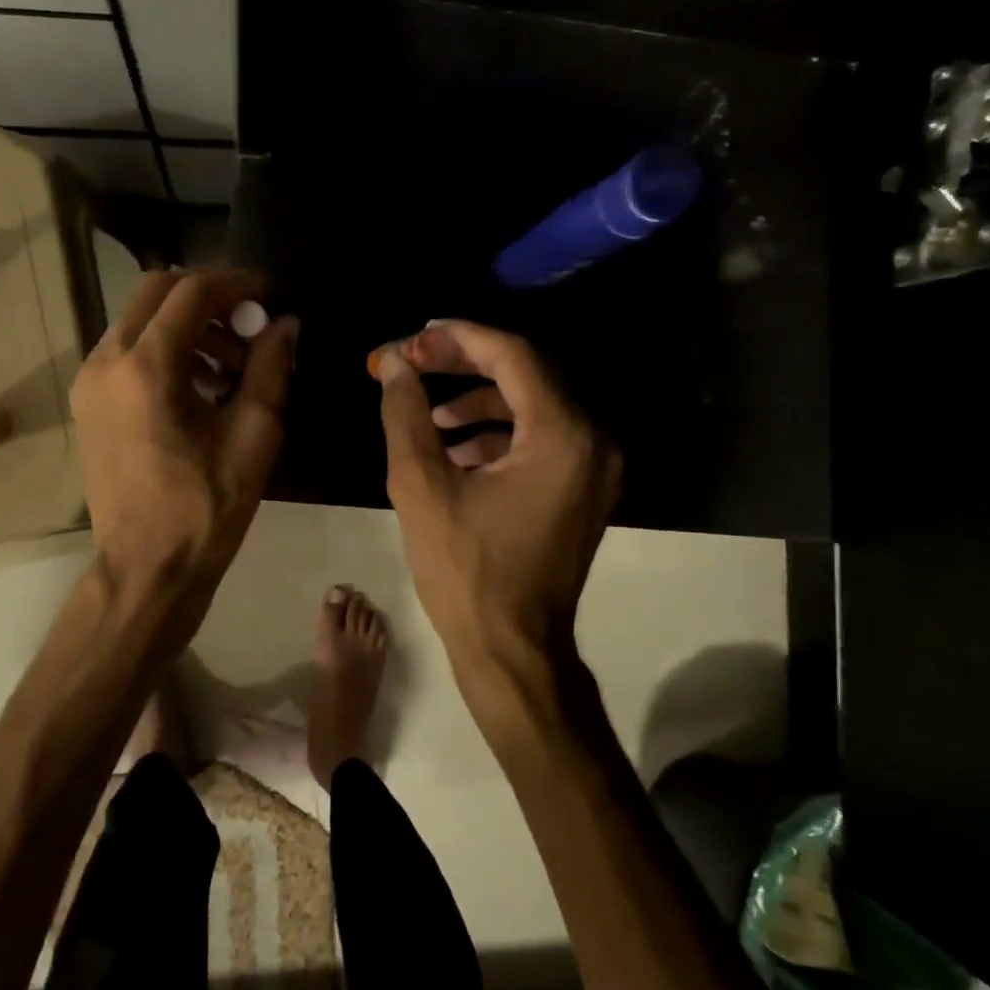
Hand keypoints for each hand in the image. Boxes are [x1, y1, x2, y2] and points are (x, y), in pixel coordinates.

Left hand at [71, 269, 297, 610]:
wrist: (147, 568)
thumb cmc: (206, 507)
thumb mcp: (254, 435)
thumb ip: (271, 368)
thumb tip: (285, 324)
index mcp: (146, 367)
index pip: (191, 292)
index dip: (235, 283)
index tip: (268, 294)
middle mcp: (106, 361)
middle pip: (156, 292)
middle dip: (208, 298)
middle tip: (249, 324)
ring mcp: (89, 382)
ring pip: (139, 320)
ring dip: (187, 325)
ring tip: (231, 366)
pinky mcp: (88, 403)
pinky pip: (127, 351)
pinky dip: (165, 350)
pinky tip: (200, 387)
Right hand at [371, 320, 620, 693]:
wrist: (512, 651)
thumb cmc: (465, 572)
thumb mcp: (420, 487)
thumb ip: (406, 414)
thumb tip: (395, 365)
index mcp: (563, 436)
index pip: (513, 356)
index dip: (457, 338)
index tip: (410, 338)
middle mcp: (593, 441)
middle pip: (526, 374)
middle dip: (464, 363)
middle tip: (412, 361)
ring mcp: (594, 468)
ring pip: (533, 405)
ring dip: (479, 400)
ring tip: (428, 415)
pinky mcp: (583, 489)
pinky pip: (540, 439)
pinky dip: (498, 434)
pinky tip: (454, 450)